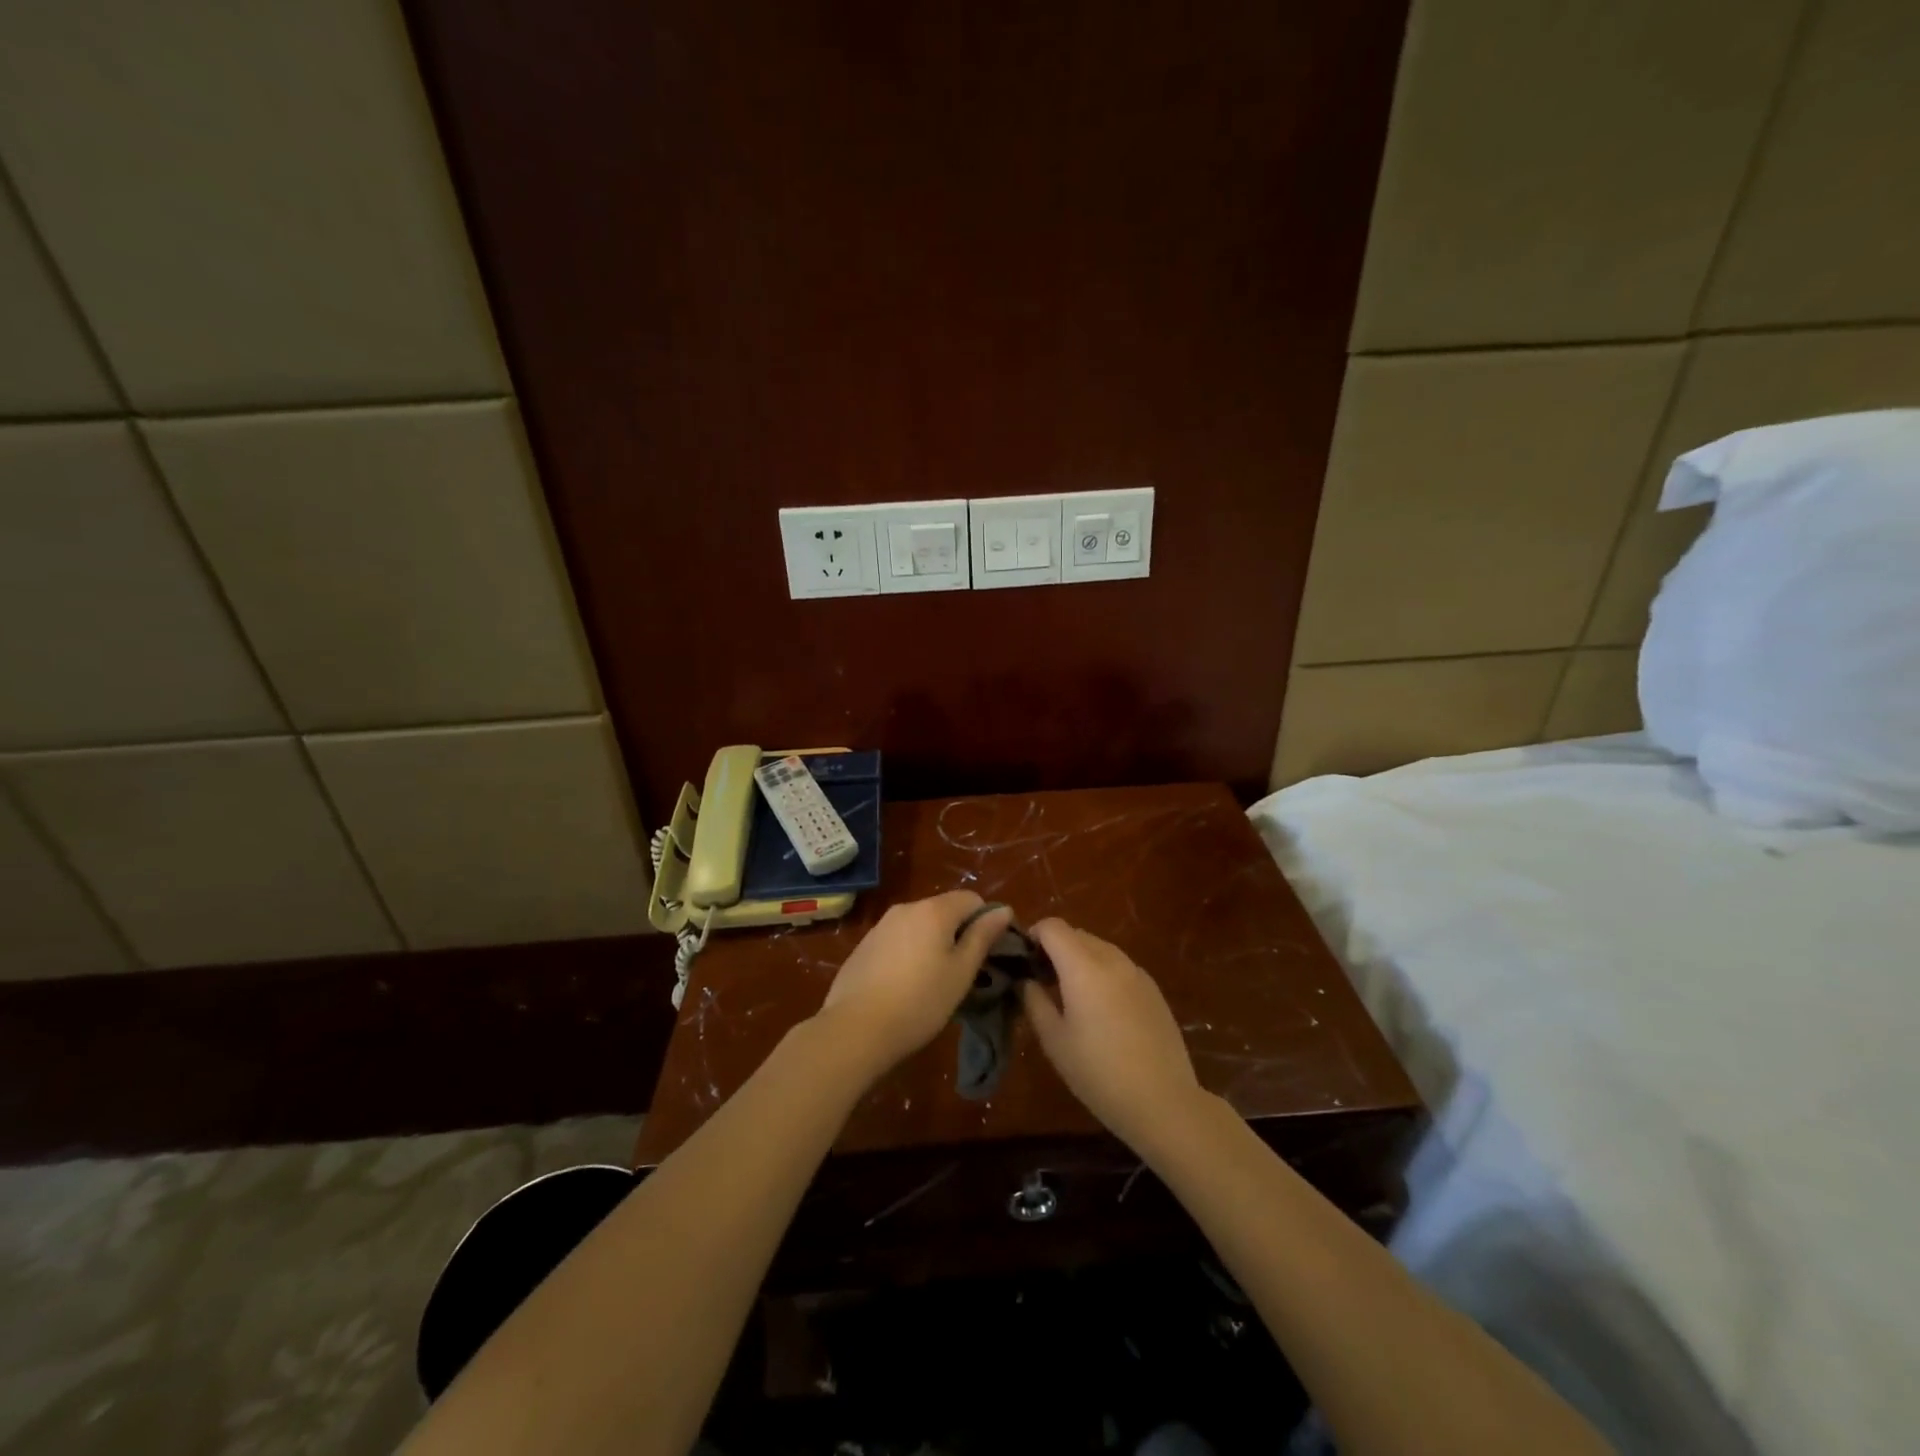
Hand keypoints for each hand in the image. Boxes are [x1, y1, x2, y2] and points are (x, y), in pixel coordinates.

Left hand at [816, 892, 1011, 1080]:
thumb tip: (1003, 910)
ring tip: (934, 982)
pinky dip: (909, 952)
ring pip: (920, 925)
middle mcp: (907, 908)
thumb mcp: (961, 972)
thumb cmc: (920, 1001)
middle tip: (963, 972)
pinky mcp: (865, 945)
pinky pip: (899, 939)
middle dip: (959, 933)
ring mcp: (882, 925)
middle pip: (945, 909)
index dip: (986, 921)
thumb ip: (983, 936)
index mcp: (934, 910)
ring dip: (933, 943)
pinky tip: (905, 985)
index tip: (988, 954)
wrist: (855, 1028)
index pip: (973, 899)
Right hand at [1021, 919, 1206, 1153]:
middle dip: (1055, 948)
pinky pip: (1119, 966)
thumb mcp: (1054, 1040)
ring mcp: (1136, 972)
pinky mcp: (1153, 989)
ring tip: (1071, 995)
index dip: (1033, 935)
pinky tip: (1102, 1009)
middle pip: (1076, 934)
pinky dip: (1103, 972)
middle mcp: (1111, 959)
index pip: (1053, 926)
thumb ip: (1034, 1001)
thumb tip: (1025, 980)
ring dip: (1080, 959)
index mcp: (1083, 966)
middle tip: (1042, 980)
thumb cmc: (1098, 1072)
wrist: (1162, 1100)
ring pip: (1100, 948)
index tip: (1023, 960)